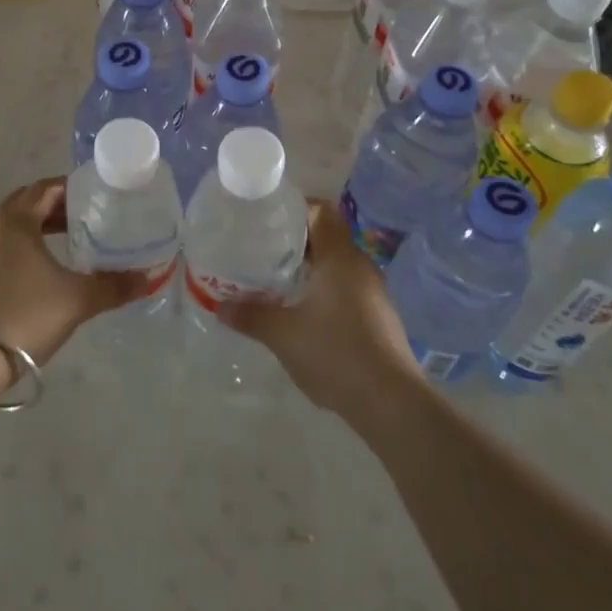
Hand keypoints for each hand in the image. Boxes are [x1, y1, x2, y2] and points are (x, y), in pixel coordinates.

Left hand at [0, 177, 155, 367]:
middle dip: (54, 207)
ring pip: (9, 226)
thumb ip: (114, 286)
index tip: (95, 196)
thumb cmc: (26, 315)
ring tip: (65, 243)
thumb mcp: (77, 299)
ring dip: (35, 228)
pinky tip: (37, 270)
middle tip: (84, 218)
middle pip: (25, 203)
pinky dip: (19, 247)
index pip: (45, 188)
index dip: (71, 188)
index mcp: (14, 220)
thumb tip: (146, 279)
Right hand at [218, 199, 422, 419]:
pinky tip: (304, 312)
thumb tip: (220, 305)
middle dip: (295, 241)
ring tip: (277, 280)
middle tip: (262, 249)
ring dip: (310, 268)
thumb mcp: (283, 335)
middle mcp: (360, 266)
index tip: (267, 217)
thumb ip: (251, 315)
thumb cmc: (336, 353)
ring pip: (336, 265)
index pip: (321, 211)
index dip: (295, 207)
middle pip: (327, 237)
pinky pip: (346, 288)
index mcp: (340, 257)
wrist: (391, 403)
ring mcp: (373, 292)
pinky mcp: (378, 317)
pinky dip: (324, 290)